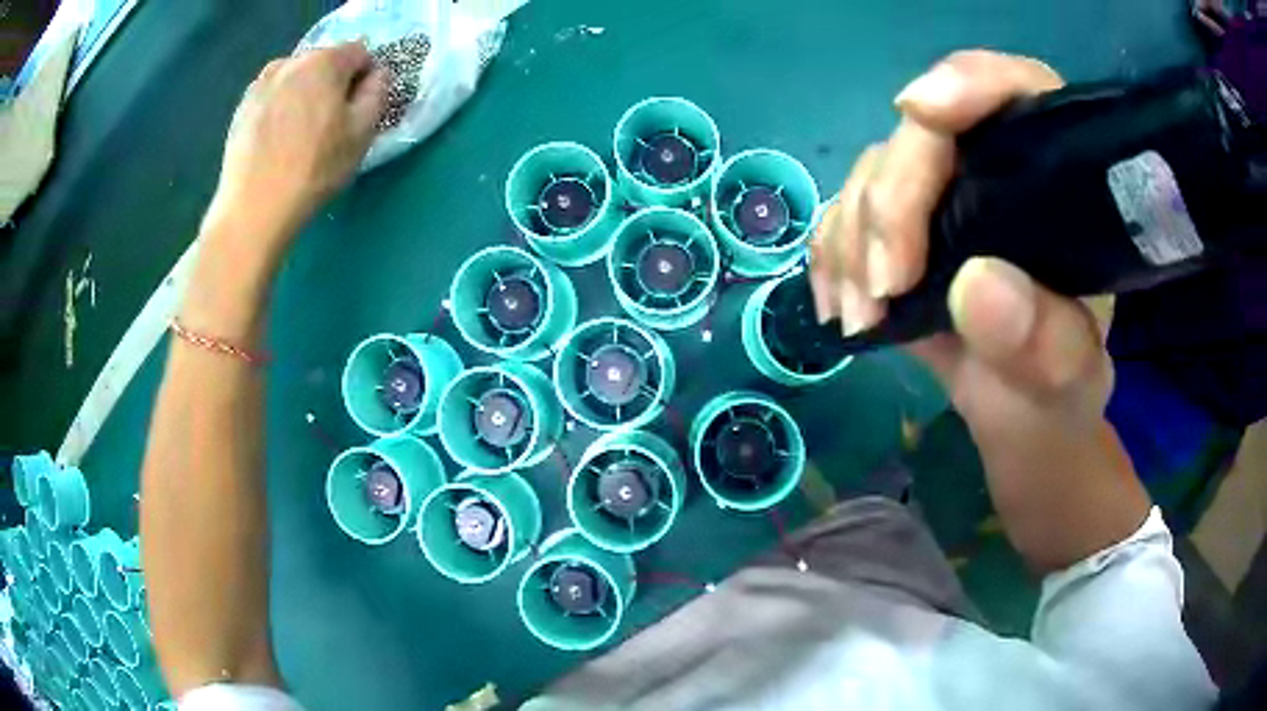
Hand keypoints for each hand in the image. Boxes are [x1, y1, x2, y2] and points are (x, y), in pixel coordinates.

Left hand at [207, 42, 387, 254]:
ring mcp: (261, 83)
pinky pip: (273, 95)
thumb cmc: (313, 170)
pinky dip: (280, 108)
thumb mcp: (362, 134)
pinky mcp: (242, 107)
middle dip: (333, 83)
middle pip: (325, 61)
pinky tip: (277, 140)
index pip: (360, 52)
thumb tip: (376, 76)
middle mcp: (291, 61)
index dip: (366, 78)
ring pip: (296, 77)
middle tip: (330, 123)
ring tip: (300, 132)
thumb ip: (377, 93)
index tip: (360, 108)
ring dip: (305, 94)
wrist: (252, 209)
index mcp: (325, 61)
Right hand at [811, 50, 1145, 569]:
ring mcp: (942, 192)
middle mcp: (995, 167)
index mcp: (1057, 178)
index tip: (921, 111)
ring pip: (874, 172)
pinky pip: (844, 213)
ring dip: (855, 242)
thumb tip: (975, 283)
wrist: (1020, 413)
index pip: (1015, 91)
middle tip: (887, 286)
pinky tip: (842, 308)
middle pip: (925, 134)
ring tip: (865, 318)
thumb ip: (1042, 340)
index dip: (968, 84)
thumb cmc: (1059, 389)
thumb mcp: (1067, 378)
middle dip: (893, 202)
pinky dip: (832, 256)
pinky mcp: (900, 225)